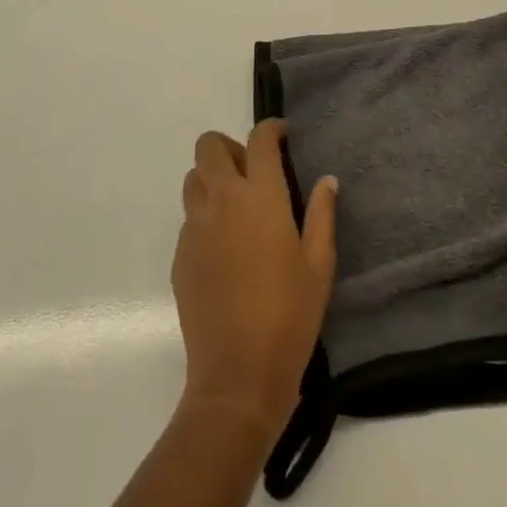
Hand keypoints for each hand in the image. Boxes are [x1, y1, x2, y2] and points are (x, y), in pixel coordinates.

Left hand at [172, 120, 336, 438]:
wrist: (237, 376)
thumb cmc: (289, 316)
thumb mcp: (319, 264)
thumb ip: (322, 215)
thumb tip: (326, 180)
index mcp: (261, 196)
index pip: (259, 139)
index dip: (271, 129)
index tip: (283, 137)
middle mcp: (222, 200)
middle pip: (209, 146)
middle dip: (230, 146)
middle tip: (253, 171)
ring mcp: (195, 227)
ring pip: (193, 178)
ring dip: (212, 178)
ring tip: (235, 205)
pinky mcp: (180, 255)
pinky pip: (188, 217)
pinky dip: (204, 216)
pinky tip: (224, 247)